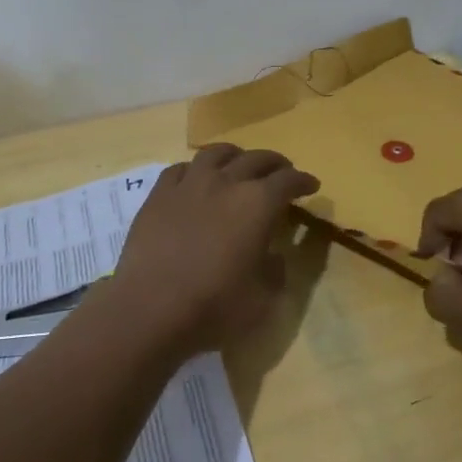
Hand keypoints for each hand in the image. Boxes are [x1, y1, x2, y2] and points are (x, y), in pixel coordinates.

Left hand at [107, 145, 319, 357]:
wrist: (150, 308)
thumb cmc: (214, 306)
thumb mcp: (262, 300)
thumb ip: (275, 271)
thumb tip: (274, 255)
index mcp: (257, 204)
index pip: (288, 181)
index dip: (303, 181)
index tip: (311, 185)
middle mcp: (226, 182)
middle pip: (256, 159)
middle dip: (275, 163)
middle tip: (282, 171)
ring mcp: (189, 184)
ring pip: (216, 153)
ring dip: (235, 155)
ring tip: (239, 163)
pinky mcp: (159, 194)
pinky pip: (180, 168)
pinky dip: (195, 169)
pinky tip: (195, 178)